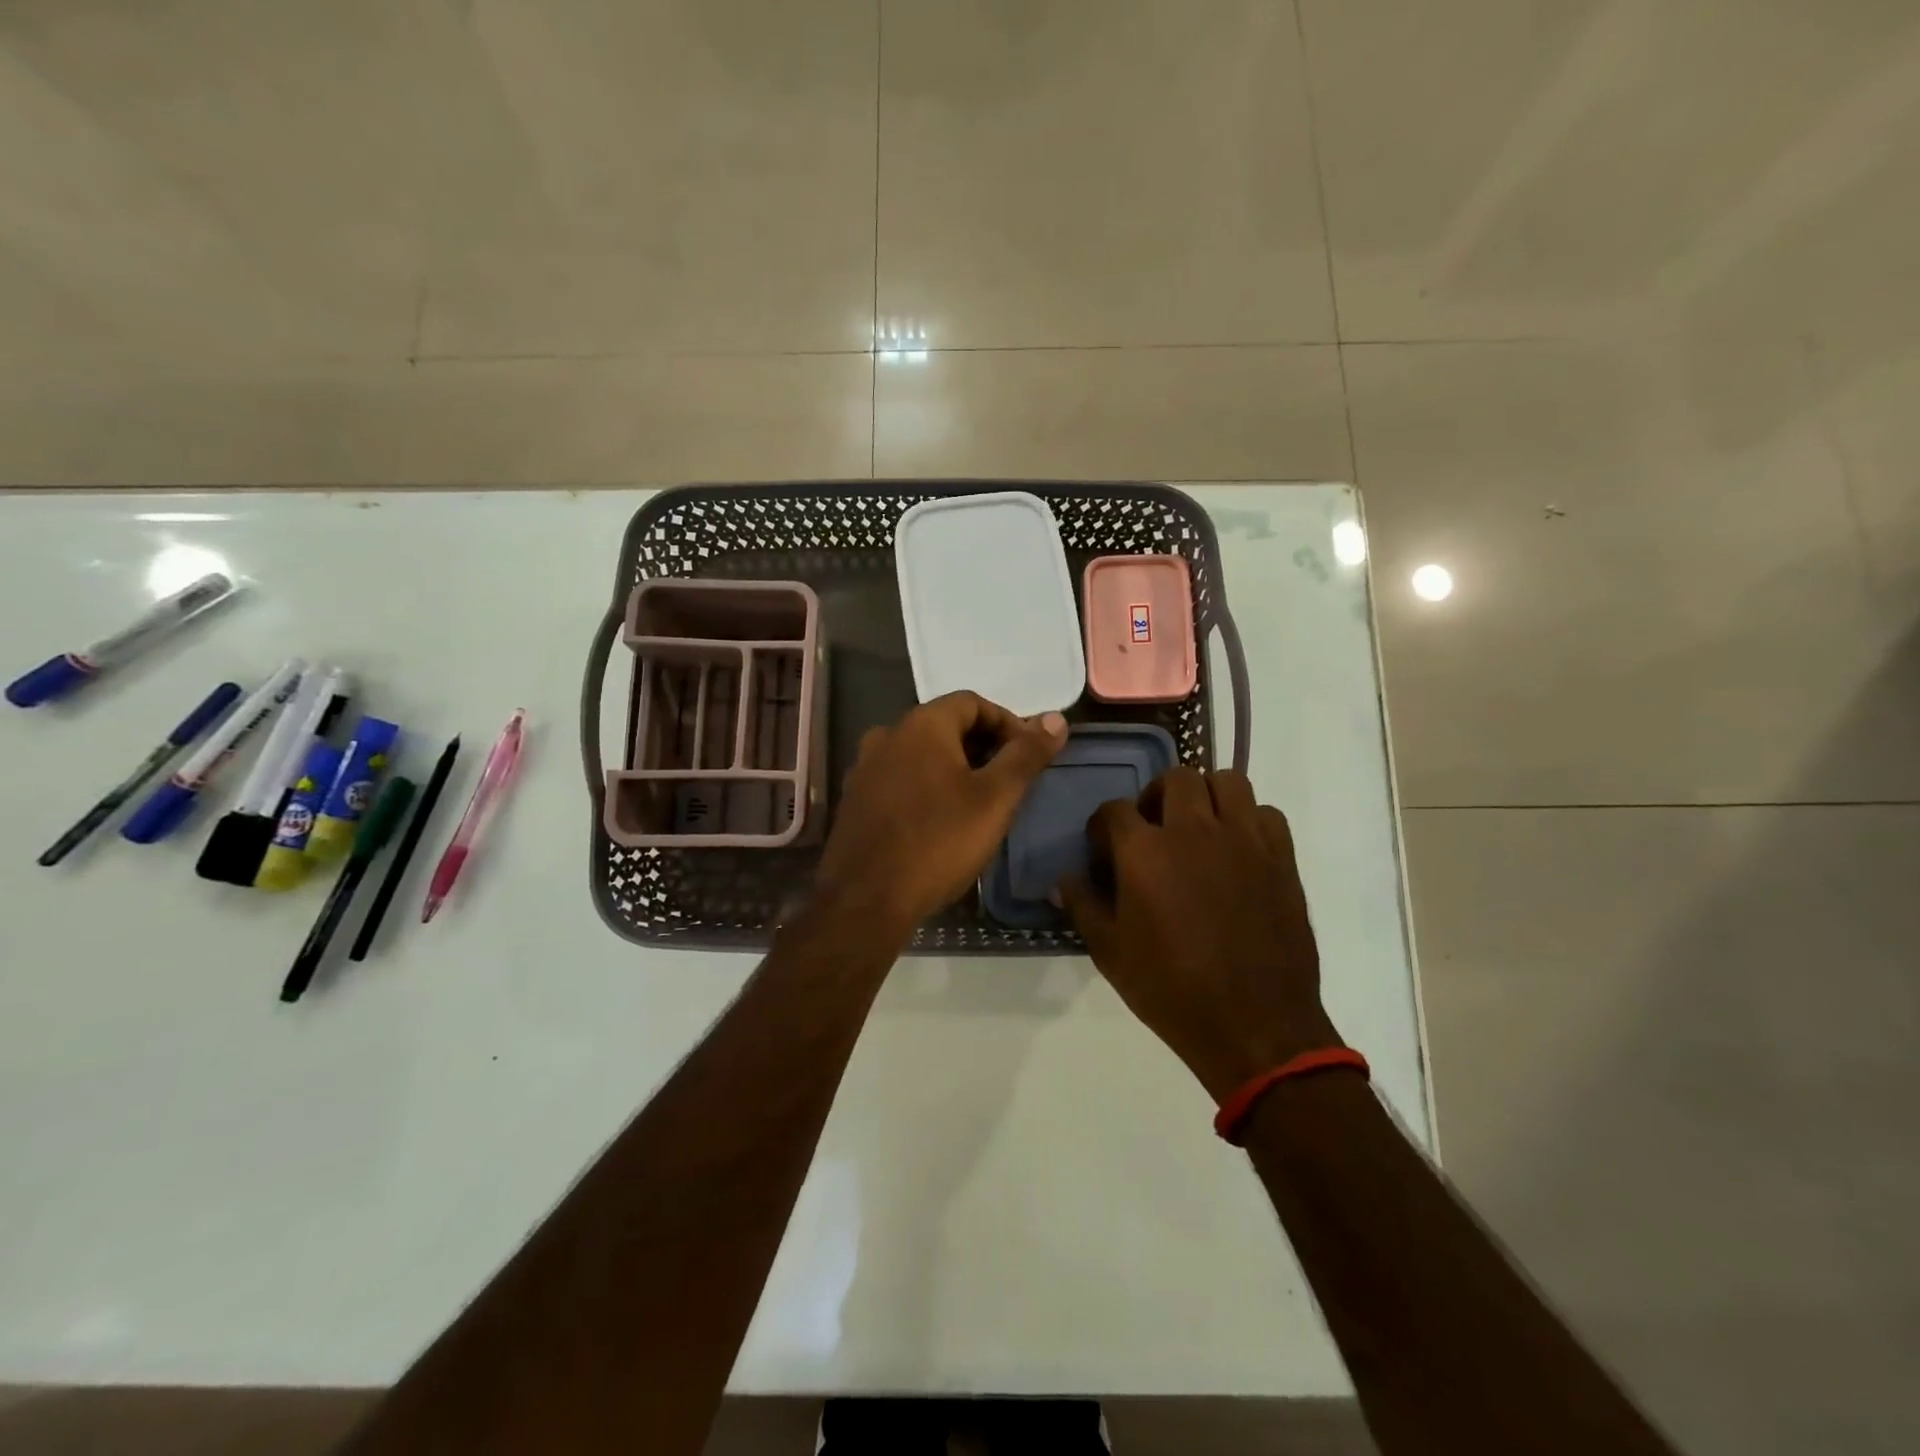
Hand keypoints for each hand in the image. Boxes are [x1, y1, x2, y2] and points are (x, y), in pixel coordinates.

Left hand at [815, 693, 1067, 939]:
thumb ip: (1026, 755)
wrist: (866, 901)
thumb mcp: (995, 799)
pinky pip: (900, 779)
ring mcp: (865, 768)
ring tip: (979, 803)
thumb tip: (1056, 719)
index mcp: (921, 725)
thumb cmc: (938, 843)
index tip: (1028, 756)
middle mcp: (887, 735)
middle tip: (1009, 782)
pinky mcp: (854, 800)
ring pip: (921, 754)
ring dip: (954, 768)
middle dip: (982, 746)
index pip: (972, 702)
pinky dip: (926, 787)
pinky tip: (940, 821)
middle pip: (945, 726)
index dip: (1007, 723)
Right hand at [1059, 768, 1342, 1101]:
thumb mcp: (1111, 953)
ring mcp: (1243, 840)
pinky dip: (1249, 820)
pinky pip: (1266, 813)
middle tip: (1153, 828)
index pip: (1113, 811)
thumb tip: (1061, 881)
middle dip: (1156, 796)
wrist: (1254, 1026)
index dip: (1102, 828)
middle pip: (1175, 778)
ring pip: (1226, 781)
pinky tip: (1239, 849)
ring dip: (1206, 796)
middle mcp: (1194, 831)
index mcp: (1145, 852)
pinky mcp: (1281, 858)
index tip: (1103, 852)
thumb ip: (1083, 906)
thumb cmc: (1172, 990)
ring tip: (1198, 827)